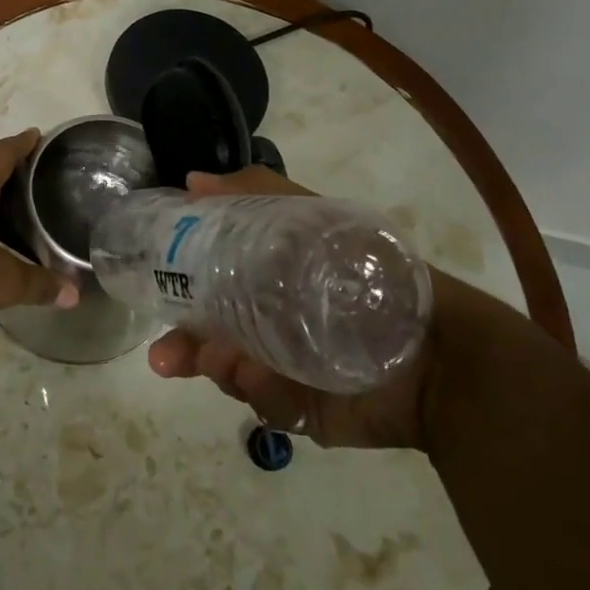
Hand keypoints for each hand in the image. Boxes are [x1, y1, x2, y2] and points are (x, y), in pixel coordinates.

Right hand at [145, 166, 431, 449]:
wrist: (438, 354)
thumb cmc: (366, 273)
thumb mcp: (311, 218)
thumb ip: (255, 194)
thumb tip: (191, 182)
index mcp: (264, 276)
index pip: (207, 277)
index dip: (176, 281)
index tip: (151, 281)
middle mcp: (266, 319)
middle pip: (209, 332)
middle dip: (182, 345)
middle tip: (164, 356)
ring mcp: (282, 366)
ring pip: (228, 370)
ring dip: (216, 368)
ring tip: (224, 365)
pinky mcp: (302, 407)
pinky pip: (265, 403)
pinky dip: (260, 393)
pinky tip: (265, 381)